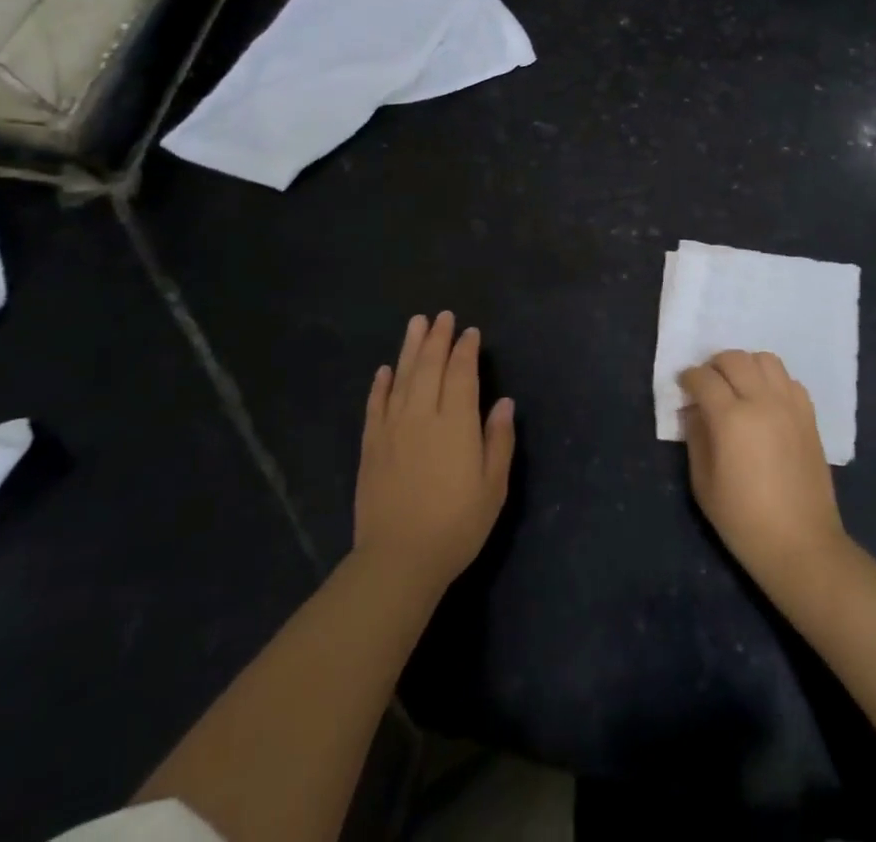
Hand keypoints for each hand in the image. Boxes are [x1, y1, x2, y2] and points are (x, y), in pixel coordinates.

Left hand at [354, 312, 515, 593]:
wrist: (399, 559)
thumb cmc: (456, 525)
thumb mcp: (493, 487)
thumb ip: (499, 441)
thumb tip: (504, 402)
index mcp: (456, 423)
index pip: (461, 374)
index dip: (466, 350)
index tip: (470, 332)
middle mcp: (423, 415)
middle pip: (430, 366)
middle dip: (438, 338)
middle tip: (442, 316)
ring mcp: (393, 428)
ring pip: (402, 377)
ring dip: (410, 348)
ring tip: (416, 323)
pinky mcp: (371, 445)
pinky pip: (376, 405)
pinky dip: (381, 384)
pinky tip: (385, 370)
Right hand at [679, 350, 848, 595]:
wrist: (801, 545)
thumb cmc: (743, 520)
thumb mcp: (703, 483)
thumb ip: (695, 436)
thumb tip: (694, 409)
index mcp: (731, 419)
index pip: (704, 378)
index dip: (688, 377)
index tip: (683, 387)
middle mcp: (762, 402)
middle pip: (734, 358)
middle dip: (714, 366)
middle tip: (707, 386)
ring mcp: (790, 406)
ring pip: (765, 359)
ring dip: (745, 366)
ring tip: (738, 387)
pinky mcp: (809, 416)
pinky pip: (788, 379)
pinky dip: (772, 381)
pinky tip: (765, 402)